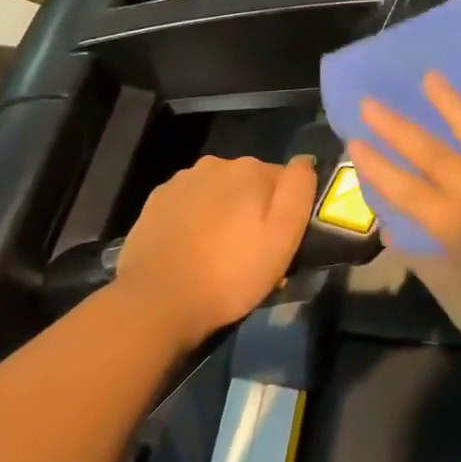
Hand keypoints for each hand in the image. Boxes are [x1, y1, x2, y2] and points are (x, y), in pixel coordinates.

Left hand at [112, 155, 318, 347]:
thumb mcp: (282, 238)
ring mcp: (181, 181)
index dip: (284, 211)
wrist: (156, 301)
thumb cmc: (230, 274)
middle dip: (252, 209)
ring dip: (222, 213)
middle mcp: (215, 164)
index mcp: (250, 169)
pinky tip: (190, 250)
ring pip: (216, 192)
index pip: (283, 181)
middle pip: (248, 184)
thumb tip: (304, 160)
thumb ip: (298, 191)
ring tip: (217, 254)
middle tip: (249, 252)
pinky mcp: (155, 201)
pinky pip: (188, 204)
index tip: (278, 242)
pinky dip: (194, 220)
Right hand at [346, 73, 460, 394]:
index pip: (407, 192)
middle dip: (399, 128)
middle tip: (373, 103)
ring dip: (452, 106)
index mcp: (460, 231)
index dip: (378, 167)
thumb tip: (397, 237)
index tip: (354, 141)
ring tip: (431, 79)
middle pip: (434, 155)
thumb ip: (435, 273)